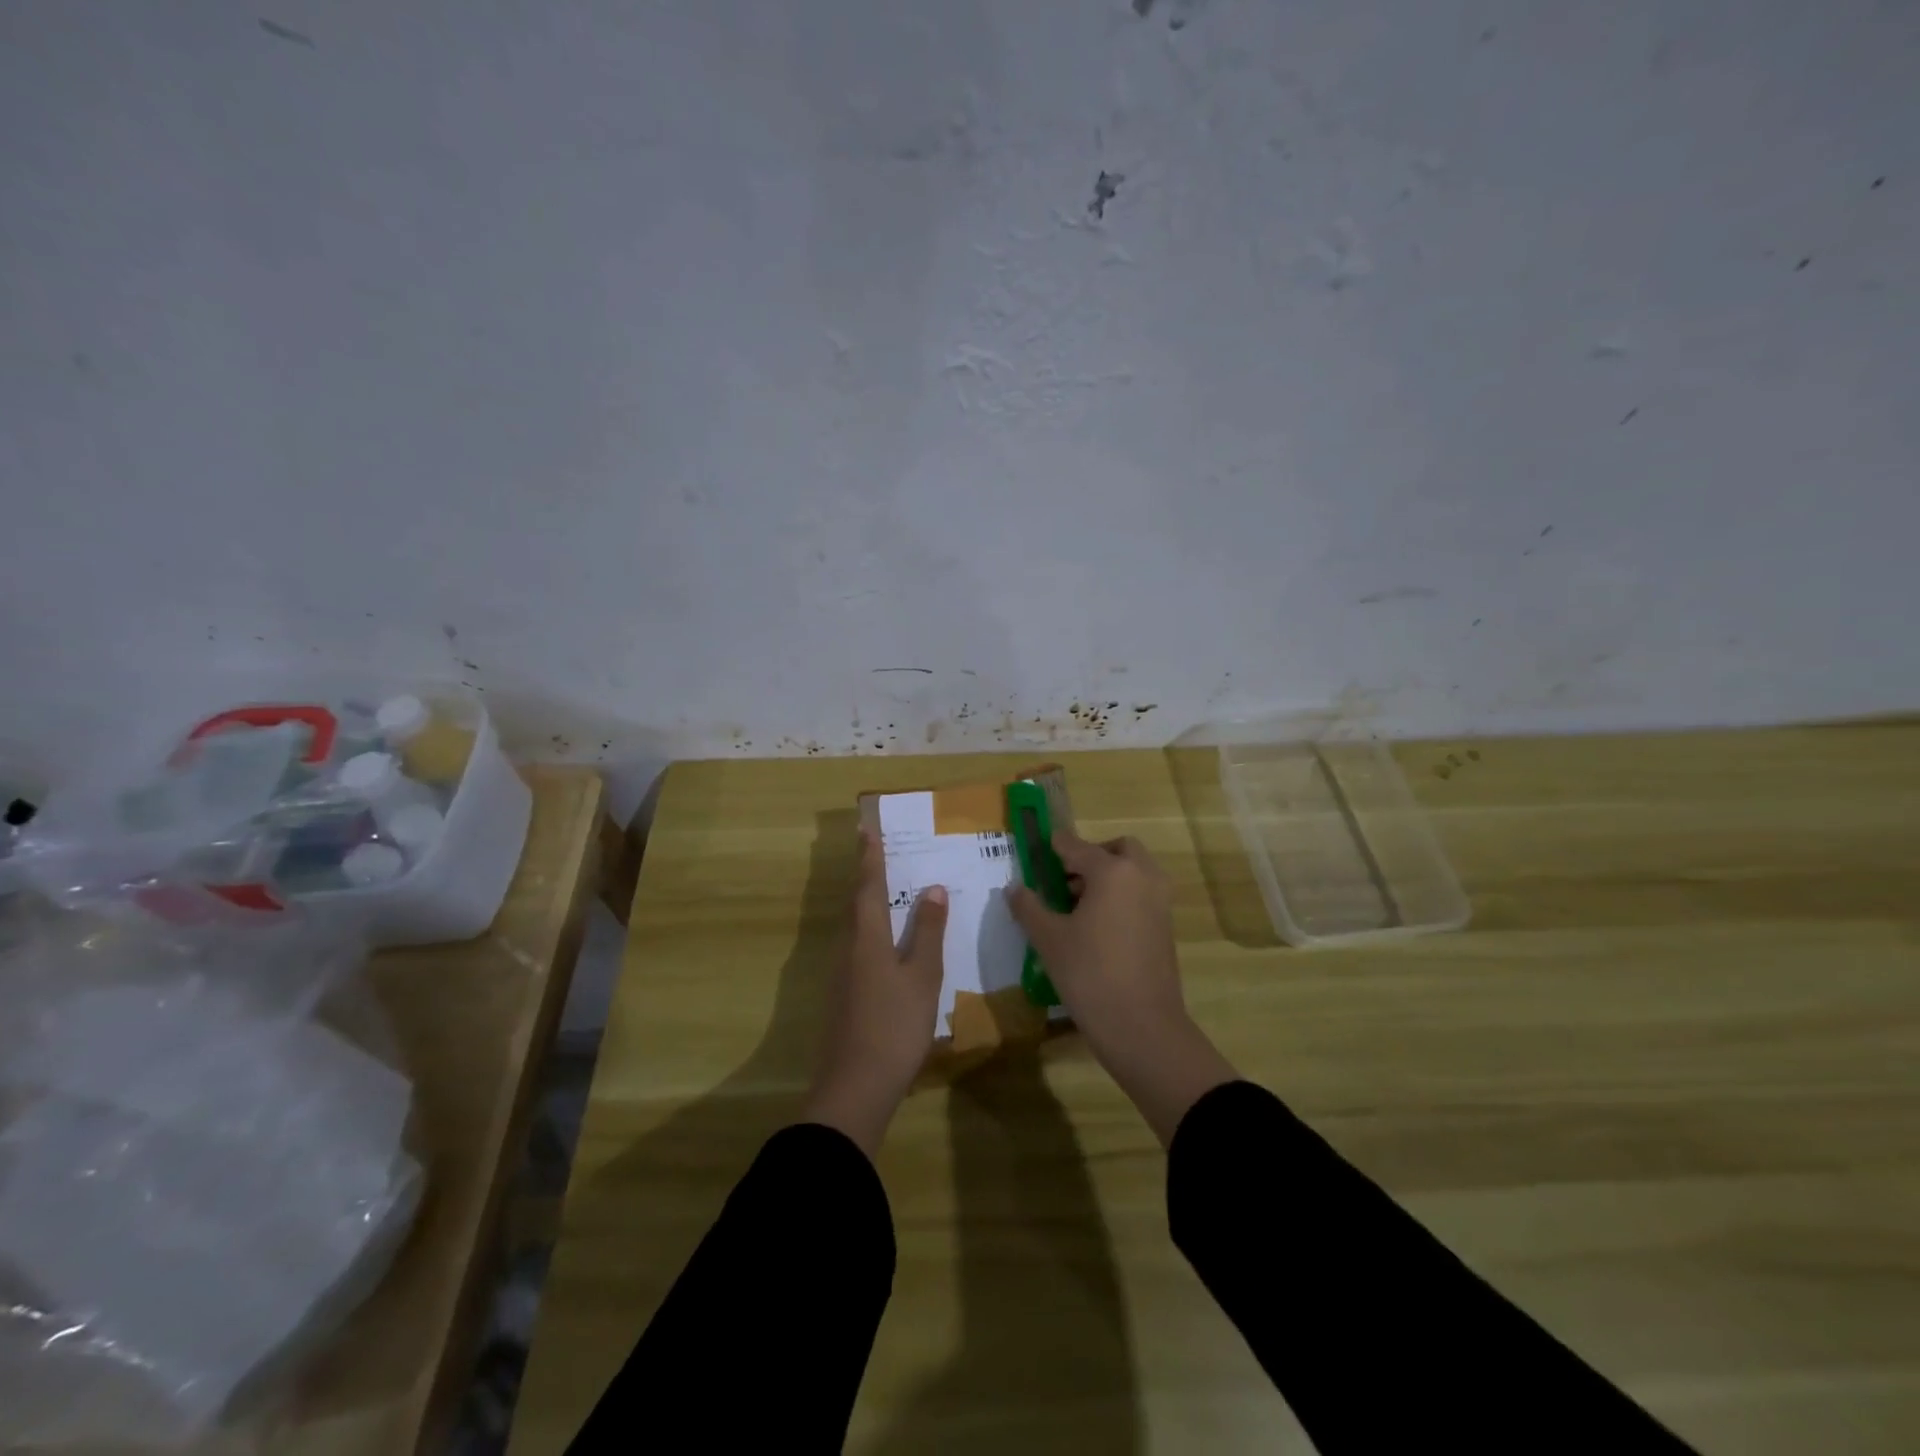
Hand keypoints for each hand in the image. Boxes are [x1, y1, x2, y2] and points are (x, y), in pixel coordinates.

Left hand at [803, 828, 947, 1157]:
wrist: (855, 1086)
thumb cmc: (894, 1025)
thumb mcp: (922, 976)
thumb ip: (927, 932)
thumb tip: (933, 889)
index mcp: (867, 937)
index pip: (868, 886)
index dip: (869, 858)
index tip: (866, 830)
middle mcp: (848, 948)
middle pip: (855, 904)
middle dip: (865, 876)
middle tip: (877, 853)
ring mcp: (841, 974)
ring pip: (855, 927)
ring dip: (868, 904)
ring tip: (887, 891)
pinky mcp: (843, 996)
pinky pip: (857, 948)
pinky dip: (871, 932)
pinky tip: (887, 944)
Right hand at [1007, 829, 1235, 1144]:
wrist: (1142, 1027)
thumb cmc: (1089, 974)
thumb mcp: (1049, 939)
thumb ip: (1028, 906)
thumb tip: (1014, 887)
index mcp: (1112, 871)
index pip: (1075, 846)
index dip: (1052, 847)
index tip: (1035, 851)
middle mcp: (1141, 876)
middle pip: (1116, 849)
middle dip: (1090, 857)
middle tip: (1064, 880)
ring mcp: (1159, 901)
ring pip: (1134, 871)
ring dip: (1109, 876)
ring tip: (1077, 907)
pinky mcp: (1166, 925)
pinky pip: (1142, 894)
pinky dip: (1122, 896)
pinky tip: (1097, 927)